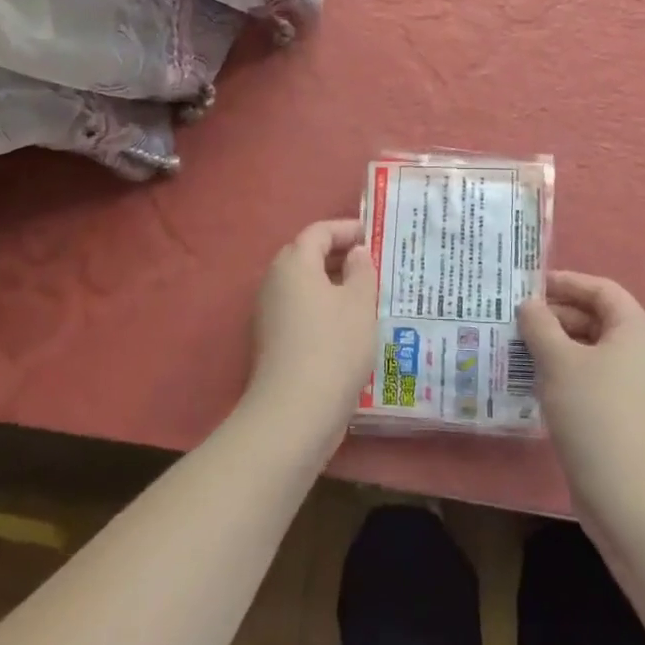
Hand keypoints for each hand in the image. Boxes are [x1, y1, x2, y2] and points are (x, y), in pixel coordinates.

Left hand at [242, 219, 377, 454]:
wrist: (294, 414)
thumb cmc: (333, 346)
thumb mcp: (360, 303)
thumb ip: (361, 270)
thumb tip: (354, 254)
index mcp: (294, 263)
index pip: (320, 231)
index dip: (348, 229)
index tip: (375, 237)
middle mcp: (275, 281)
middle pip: (308, 257)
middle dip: (341, 257)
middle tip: (374, 266)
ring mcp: (269, 314)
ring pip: (306, 287)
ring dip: (334, 287)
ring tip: (368, 297)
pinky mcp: (272, 343)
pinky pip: (301, 312)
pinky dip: (324, 310)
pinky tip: (350, 328)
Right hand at [518, 271, 644, 520]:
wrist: (634, 500)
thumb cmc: (596, 414)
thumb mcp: (559, 362)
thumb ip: (540, 325)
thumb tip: (529, 304)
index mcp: (638, 329)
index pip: (601, 290)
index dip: (566, 282)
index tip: (529, 285)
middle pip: (598, 320)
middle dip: (557, 317)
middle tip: (516, 320)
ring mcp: (641, 389)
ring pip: (594, 353)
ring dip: (558, 348)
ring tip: (518, 350)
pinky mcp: (631, 418)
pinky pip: (596, 381)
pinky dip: (568, 375)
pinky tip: (537, 386)